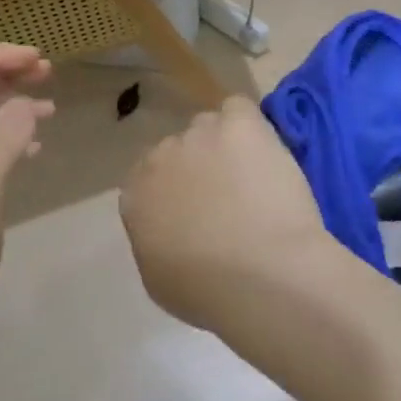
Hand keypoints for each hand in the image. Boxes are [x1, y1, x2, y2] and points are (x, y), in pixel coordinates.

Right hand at [119, 95, 333, 332]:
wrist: (262, 275)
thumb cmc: (209, 292)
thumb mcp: (159, 278)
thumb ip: (155, 240)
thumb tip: (169, 227)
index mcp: (136, 196)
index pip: (149, 177)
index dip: (177, 189)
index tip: (199, 208)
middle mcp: (160, 157)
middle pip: (180, 148)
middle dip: (201, 166)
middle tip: (232, 195)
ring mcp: (199, 135)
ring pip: (211, 127)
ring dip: (227, 145)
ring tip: (256, 175)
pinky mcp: (239, 124)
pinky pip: (239, 108)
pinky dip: (251, 125)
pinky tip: (265, 149)